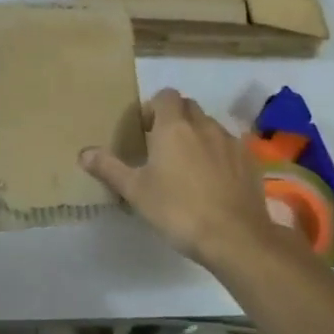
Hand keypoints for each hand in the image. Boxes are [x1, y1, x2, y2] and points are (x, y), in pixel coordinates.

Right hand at [81, 88, 298, 267]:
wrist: (234, 237)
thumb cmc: (177, 210)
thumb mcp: (135, 191)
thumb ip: (109, 168)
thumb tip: (83, 152)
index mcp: (173, 127)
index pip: (165, 96)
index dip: (153, 108)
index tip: (144, 131)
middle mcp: (204, 126)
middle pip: (188, 107)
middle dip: (175, 119)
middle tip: (161, 147)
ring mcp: (230, 142)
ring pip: (210, 126)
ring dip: (197, 136)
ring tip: (187, 166)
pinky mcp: (249, 161)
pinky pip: (229, 147)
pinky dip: (218, 154)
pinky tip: (212, 181)